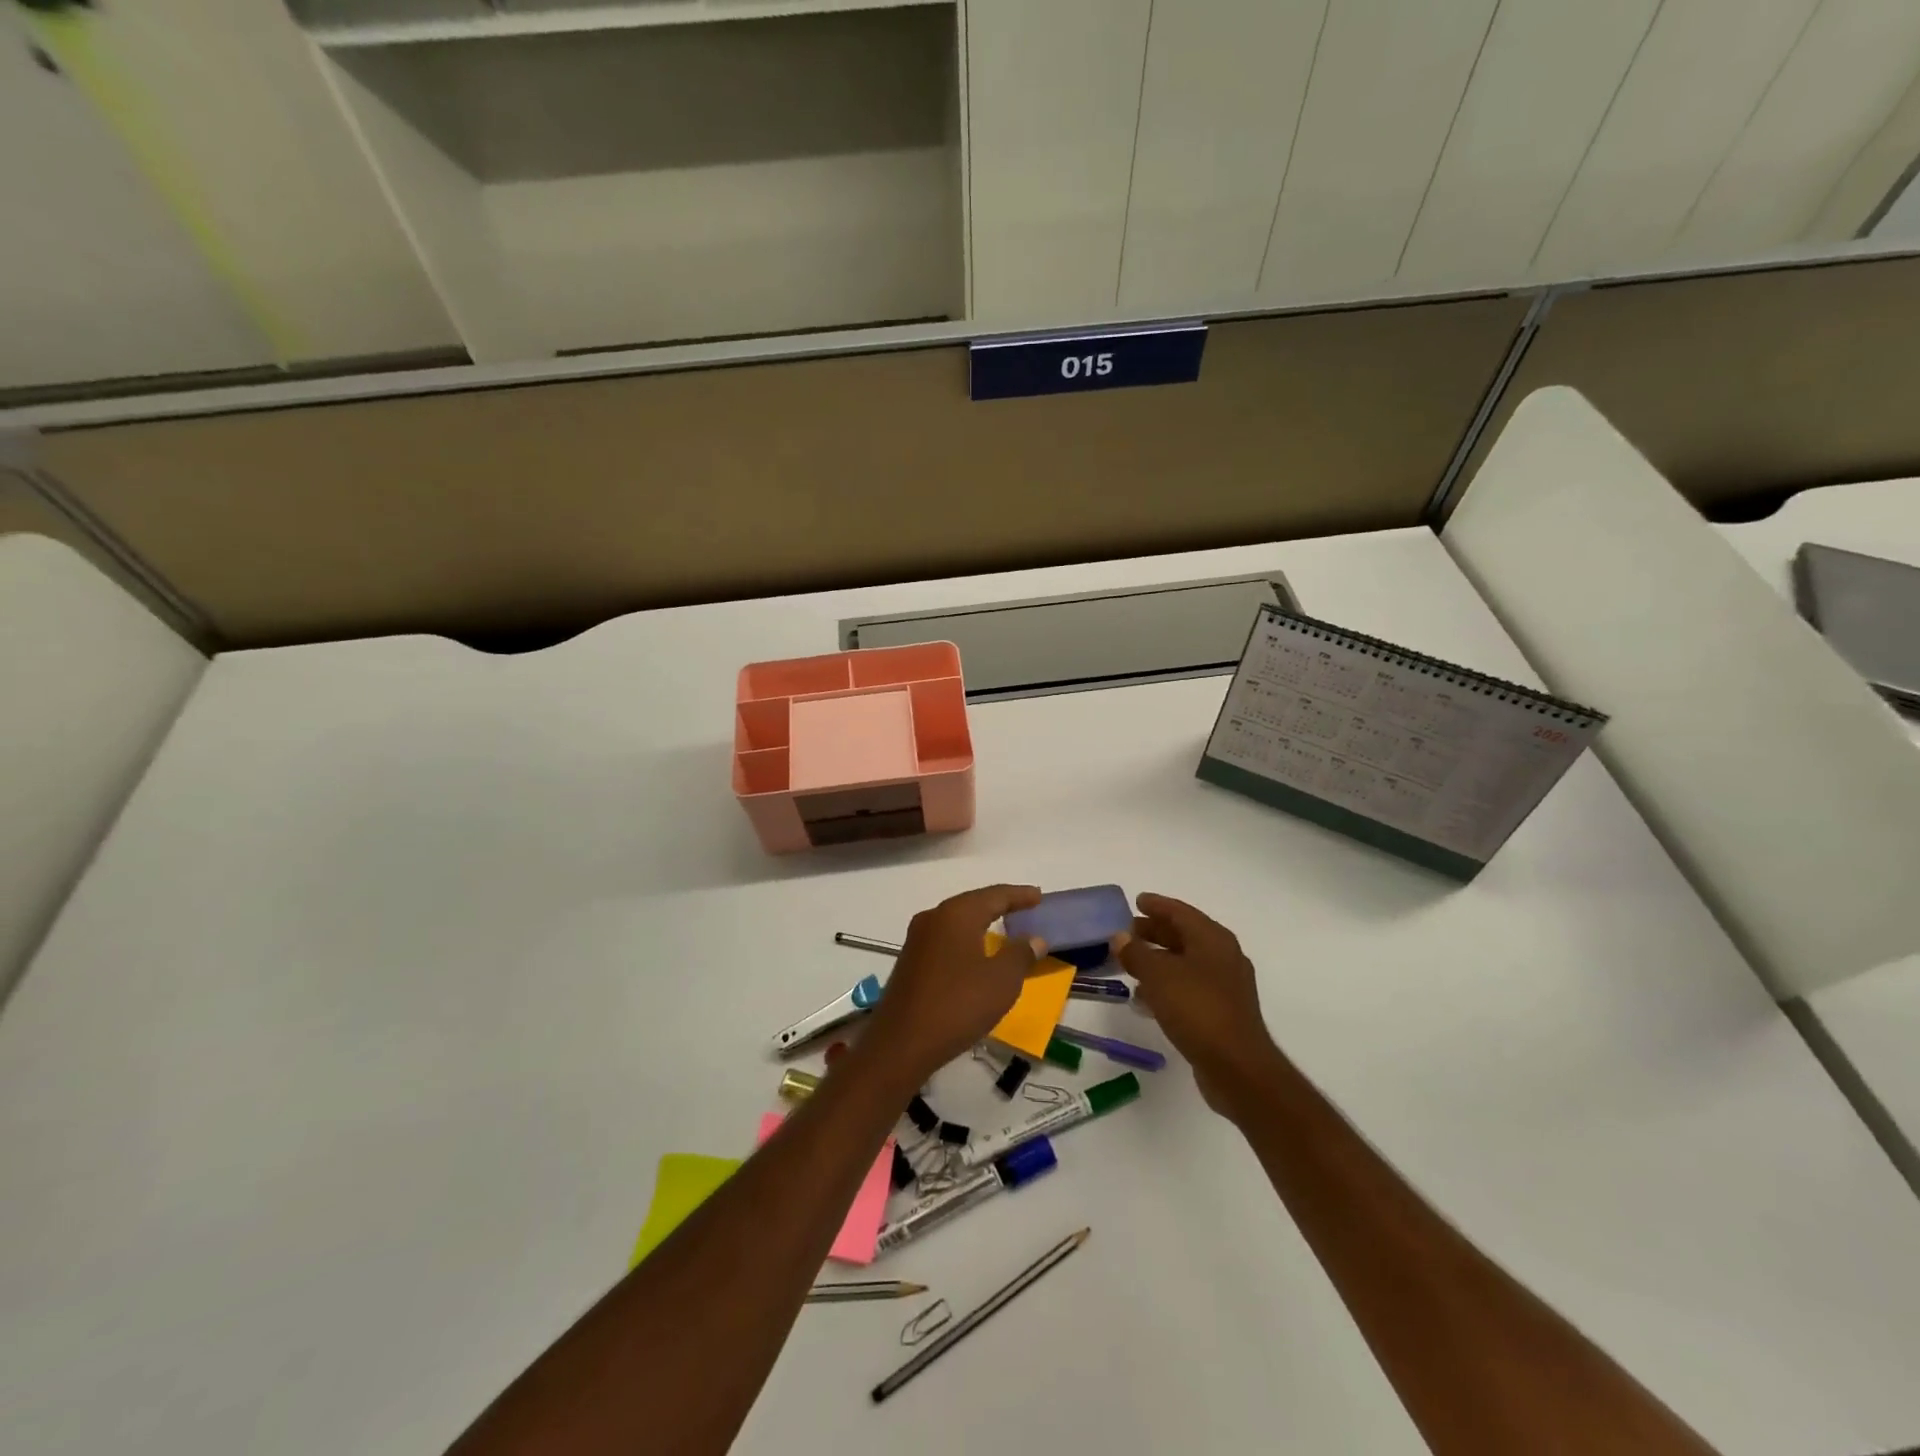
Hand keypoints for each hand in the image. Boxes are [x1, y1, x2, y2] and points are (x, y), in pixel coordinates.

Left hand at [860, 884, 1044, 1086]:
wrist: (901, 1044)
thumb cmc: (957, 1005)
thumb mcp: (1001, 981)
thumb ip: (1020, 955)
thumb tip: (1034, 939)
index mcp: (956, 914)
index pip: (994, 895)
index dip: (1019, 895)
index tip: (1039, 896)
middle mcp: (934, 918)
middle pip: (973, 903)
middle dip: (999, 904)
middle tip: (1024, 907)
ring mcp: (917, 939)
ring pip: (957, 921)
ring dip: (981, 922)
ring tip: (1003, 927)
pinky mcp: (910, 961)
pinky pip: (946, 939)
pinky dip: (966, 939)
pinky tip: (975, 952)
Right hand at [1113, 893, 1282, 1118]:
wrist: (1237, 1067)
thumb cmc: (1197, 1009)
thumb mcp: (1158, 975)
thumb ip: (1136, 952)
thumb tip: (1120, 937)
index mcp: (1213, 939)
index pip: (1180, 912)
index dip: (1157, 905)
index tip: (1136, 901)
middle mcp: (1223, 957)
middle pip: (1184, 935)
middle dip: (1155, 932)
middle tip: (1128, 931)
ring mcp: (1225, 986)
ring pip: (1185, 963)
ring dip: (1158, 960)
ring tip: (1130, 963)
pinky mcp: (1221, 1012)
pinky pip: (1188, 988)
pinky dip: (1166, 985)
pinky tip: (1145, 998)